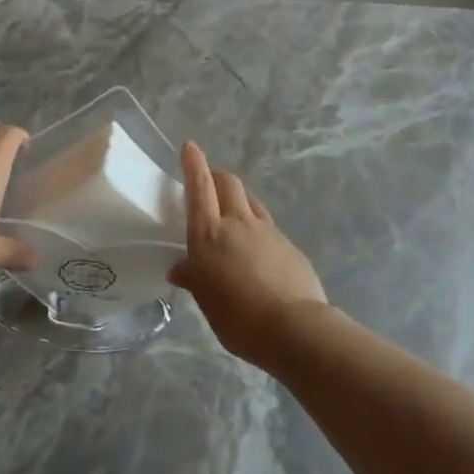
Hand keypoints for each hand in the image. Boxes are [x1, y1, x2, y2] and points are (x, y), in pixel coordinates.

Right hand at [170, 141, 327, 366]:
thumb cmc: (238, 317)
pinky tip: (256, 247)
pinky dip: (257, 226)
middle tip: (208, 181)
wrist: (294, 327)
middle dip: (216, 175)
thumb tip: (180, 269)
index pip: (200, 187)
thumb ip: (195, 279)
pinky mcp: (289, 245)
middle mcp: (238, 223)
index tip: (189, 146)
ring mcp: (268, 231)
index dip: (193, 164)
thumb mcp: (206, 301)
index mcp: (210, 234)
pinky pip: (268, 225)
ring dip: (238, 197)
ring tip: (231, 210)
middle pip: (229, 183)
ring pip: (250, 200)